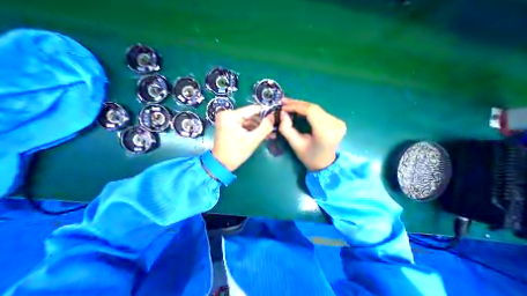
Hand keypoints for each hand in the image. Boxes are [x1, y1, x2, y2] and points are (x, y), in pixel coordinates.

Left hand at [211, 105, 273, 170]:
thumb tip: (273, 116)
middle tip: (274, 129)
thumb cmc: (236, 152)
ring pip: (248, 121)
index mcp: (230, 115)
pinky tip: (263, 135)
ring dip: (259, 128)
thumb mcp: (253, 140)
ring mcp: (228, 121)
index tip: (276, 118)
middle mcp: (228, 115)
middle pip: (250, 116)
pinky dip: (253, 130)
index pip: (252, 109)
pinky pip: (244, 126)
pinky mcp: (229, 127)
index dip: (266, 113)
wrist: (221, 165)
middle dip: (263, 123)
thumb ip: (265, 127)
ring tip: (271, 134)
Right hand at [277, 97, 348, 169]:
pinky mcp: (338, 122)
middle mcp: (335, 125)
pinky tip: (300, 110)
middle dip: (298, 104)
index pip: (310, 111)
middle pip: (314, 108)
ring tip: (290, 105)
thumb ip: (286, 129)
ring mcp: (339, 123)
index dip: (296, 106)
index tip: (283, 106)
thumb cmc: (309, 157)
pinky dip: (309, 110)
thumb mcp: (295, 144)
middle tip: (285, 102)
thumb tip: (282, 113)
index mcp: (325, 133)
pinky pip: (321, 112)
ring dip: (303, 106)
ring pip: (317, 109)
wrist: (325, 164)